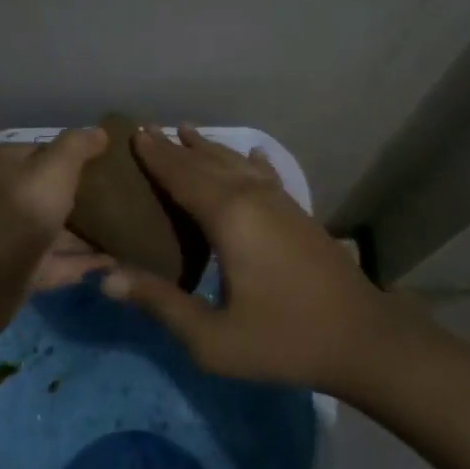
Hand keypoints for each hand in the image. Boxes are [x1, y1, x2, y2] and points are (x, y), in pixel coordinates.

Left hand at [0, 128, 110, 340]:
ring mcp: (11, 234)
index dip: (81, 155)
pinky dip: (82, 261)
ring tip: (128, 230)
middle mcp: (5, 194)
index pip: (48, 150)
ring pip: (56, 227)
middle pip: (52, 190)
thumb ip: (77, 147)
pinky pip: (57, 260)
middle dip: (86, 194)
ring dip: (87, 231)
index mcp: (7, 163)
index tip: (115, 163)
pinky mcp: (19, 270)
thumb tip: (99, 132)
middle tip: (128, 197)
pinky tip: (114, 261)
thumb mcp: (53, 169)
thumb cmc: (18, 213)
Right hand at [100, 125, 387, 392]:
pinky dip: (249, 161)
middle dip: (175, 146)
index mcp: (228, 217)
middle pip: (206, 163)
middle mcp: (252, 197)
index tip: (133, 132)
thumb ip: (160, 304)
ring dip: (208, 147)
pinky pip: (265, 174)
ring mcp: (279, 202)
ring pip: (235, 163)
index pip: (182, 176)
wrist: (363, 340)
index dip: (156, 156)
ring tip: (186, 130)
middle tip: (147, 128)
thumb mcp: (212, 338)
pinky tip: (251, 154)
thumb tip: (106, 277)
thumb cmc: (283, 340)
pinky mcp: (298, 213)